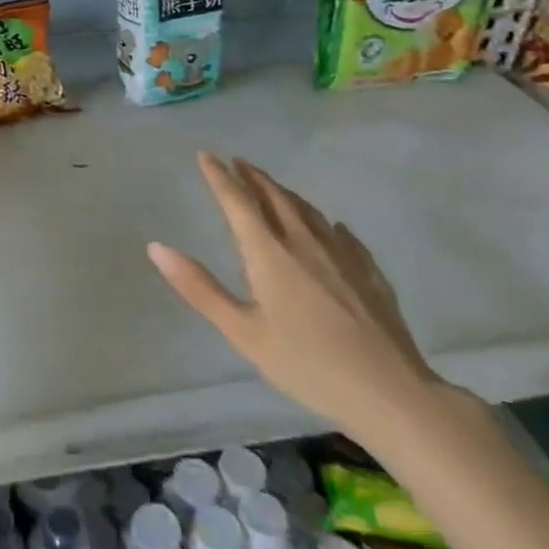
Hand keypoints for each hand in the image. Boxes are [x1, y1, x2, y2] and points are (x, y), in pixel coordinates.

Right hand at [148, 154, 443, 446]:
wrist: (391, 392)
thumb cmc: (307, 365)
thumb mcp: (243, 333)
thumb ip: (200, 289)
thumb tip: (157, 248)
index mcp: (269, 253)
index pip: (238, 202)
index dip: (220, 177)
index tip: (206, 156)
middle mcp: (304, 242)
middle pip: (274, 197)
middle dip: (253, 177)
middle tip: (237, 162)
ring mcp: (341, 254)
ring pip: (308, 210)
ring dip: (284, 193)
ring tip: (272, 187)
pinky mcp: (369, 271)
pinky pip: (341, 233)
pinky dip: (324, 222)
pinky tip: (331, 227)